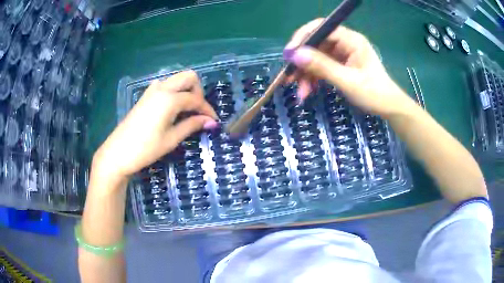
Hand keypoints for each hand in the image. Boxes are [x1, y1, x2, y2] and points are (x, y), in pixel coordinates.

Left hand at [92, 71, 217, 182]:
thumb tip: (211, 121)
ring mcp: (152, 90)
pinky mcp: (146, 95)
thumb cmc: (145, 149)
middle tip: (198, 111)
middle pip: (189, 77)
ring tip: (186, 111)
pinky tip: (173, 109)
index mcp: (169, 99)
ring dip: (186, 90)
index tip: (214, 121)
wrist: (118, 152)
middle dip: (198, 91)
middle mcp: (162, 88)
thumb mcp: (171, 139)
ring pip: (177, 79)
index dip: (207, 110)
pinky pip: (166, 85)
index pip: (196, 99)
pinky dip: (175, 92)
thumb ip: (192, 125)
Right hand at [283, 19, 414, 116]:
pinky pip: (321, 67)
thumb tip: (295, 55)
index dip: (303, 38)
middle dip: (302, 61)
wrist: (388, 108)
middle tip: (288, 77)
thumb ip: (323, 67)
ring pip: (316, 57)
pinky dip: (313, 78)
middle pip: (316, 44)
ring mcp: (342, 53)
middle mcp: (345, 43)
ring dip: (306, 74)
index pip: (321, 28)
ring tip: (301, 92)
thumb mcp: (348, 81)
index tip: (289, 54)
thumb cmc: (374, 94)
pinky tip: (308, 91)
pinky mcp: (340, 64)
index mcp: (351, 40)